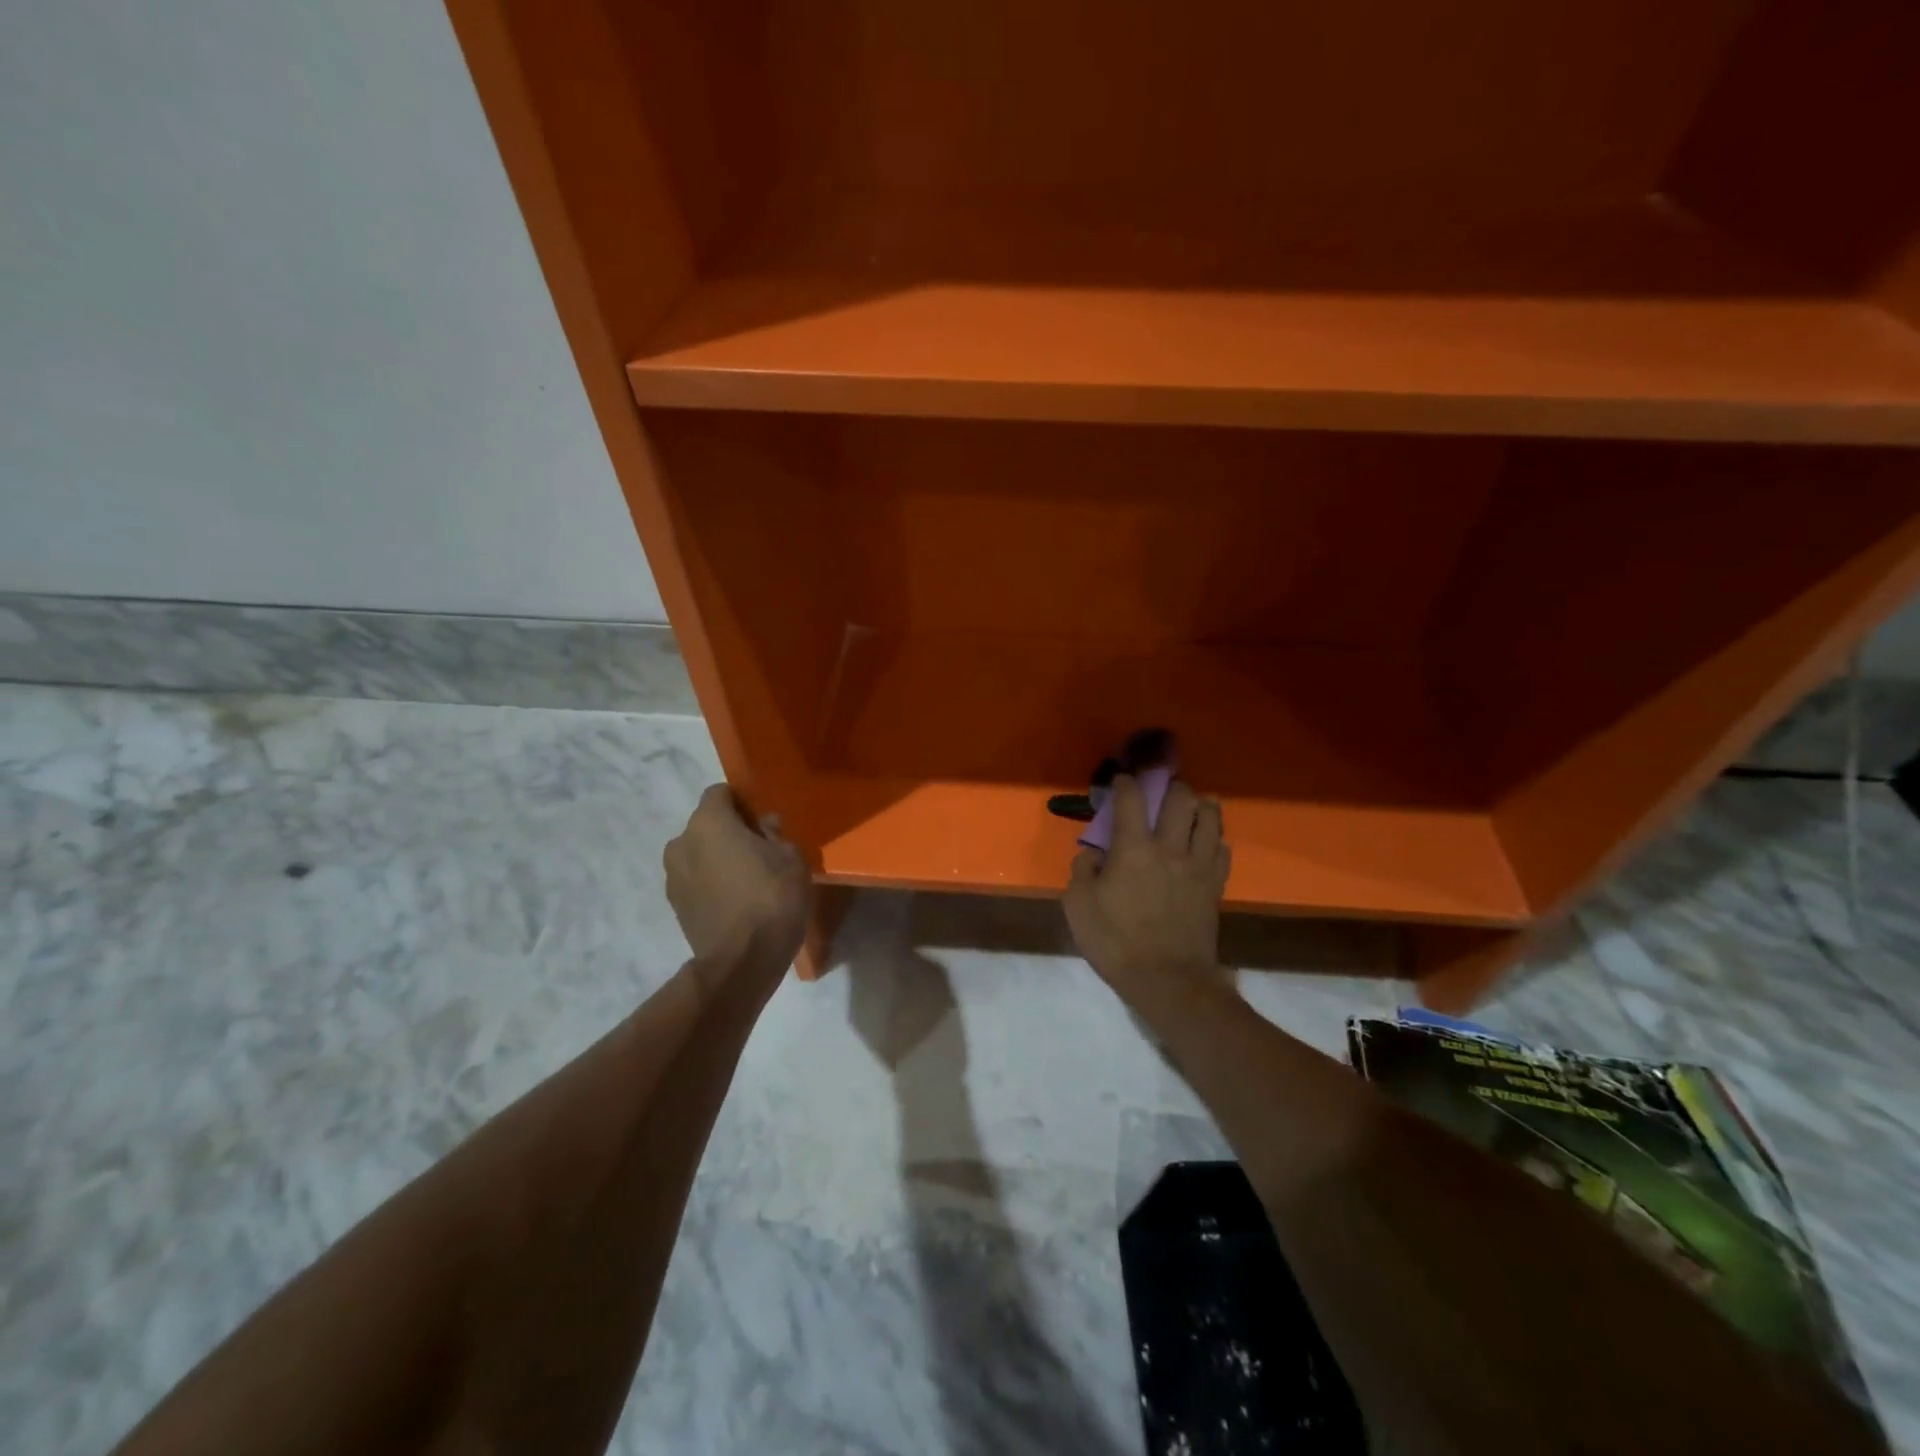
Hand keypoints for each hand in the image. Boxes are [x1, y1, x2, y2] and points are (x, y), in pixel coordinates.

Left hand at [664, 785, 810, 973]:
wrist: (742, 960)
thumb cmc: (772, 897)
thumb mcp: (790, 857)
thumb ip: (774, 834)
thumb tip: (763, 825)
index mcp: (708, 822)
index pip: (720, 792)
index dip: (741, 801)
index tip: (762, 819)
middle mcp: (681, 842)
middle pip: (707, 824)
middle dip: (729, 831)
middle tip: (760, 849)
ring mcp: (672, 876)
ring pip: (699, 854)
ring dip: (718, 858)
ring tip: (747, 879)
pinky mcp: (675, 905)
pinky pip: (695, 880)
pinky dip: (711, 883)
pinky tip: (736, 901)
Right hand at [1064, 776, 1230, 993]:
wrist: (1168, 981)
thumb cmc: (1116, 942)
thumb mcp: (1078, 906)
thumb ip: (1082, 871)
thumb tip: (1093, 854)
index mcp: (1133, 848)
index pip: (1130, 800)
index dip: (1124, 784)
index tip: (1120, 780)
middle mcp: (1170, 848)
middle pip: (1180, 799)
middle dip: (1170, 786)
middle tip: (1162, 789)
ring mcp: (1198, 866)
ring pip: (1210, 818)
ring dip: (1201, 805)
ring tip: (1193, 805)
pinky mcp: (1215, 886)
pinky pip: (1223, 850)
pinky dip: (1215, 839)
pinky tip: (1207, 843)